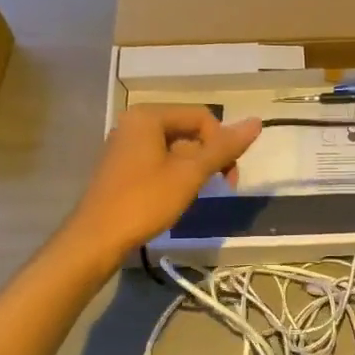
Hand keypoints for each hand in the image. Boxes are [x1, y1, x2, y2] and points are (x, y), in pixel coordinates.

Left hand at [62, 105, 261, 266]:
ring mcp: (125, 145)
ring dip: (194, 167)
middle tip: (221, 186)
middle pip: (188, 130)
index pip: (202, 117)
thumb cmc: (145, 202)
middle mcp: (134, 123)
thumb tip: (257, 122)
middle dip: (209, 156)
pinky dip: (175, 174)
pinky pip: (159, 160)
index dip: (222, 143)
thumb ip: (223, 148)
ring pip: (175, 147)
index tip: (228, 176)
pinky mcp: (122, 166)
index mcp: (148, 116)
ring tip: (197, 193)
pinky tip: (177, 196)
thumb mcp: (189, 174)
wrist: (97, 238)